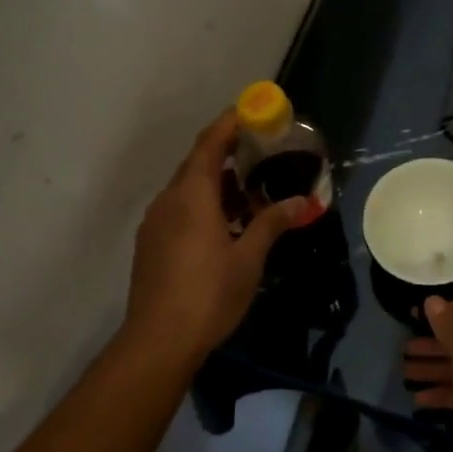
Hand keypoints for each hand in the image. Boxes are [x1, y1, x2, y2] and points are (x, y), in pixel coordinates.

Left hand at [122, 111, 305, 367]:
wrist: (158, 340)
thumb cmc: (209, 293)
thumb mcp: (249, 258)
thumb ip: (272, 223)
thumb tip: (302, 202)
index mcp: (192, 195)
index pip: (210, 144)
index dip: (229, 124)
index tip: (250, 111)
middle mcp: (168, 200)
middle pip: (197, 164)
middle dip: (227, 154)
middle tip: (259, 153)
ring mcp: (155, 223)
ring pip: (187, 189)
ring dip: (217, 184)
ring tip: (250, 194)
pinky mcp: (151, 244)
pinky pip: (179, 210)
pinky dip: (203, 205)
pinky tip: (225, 226)